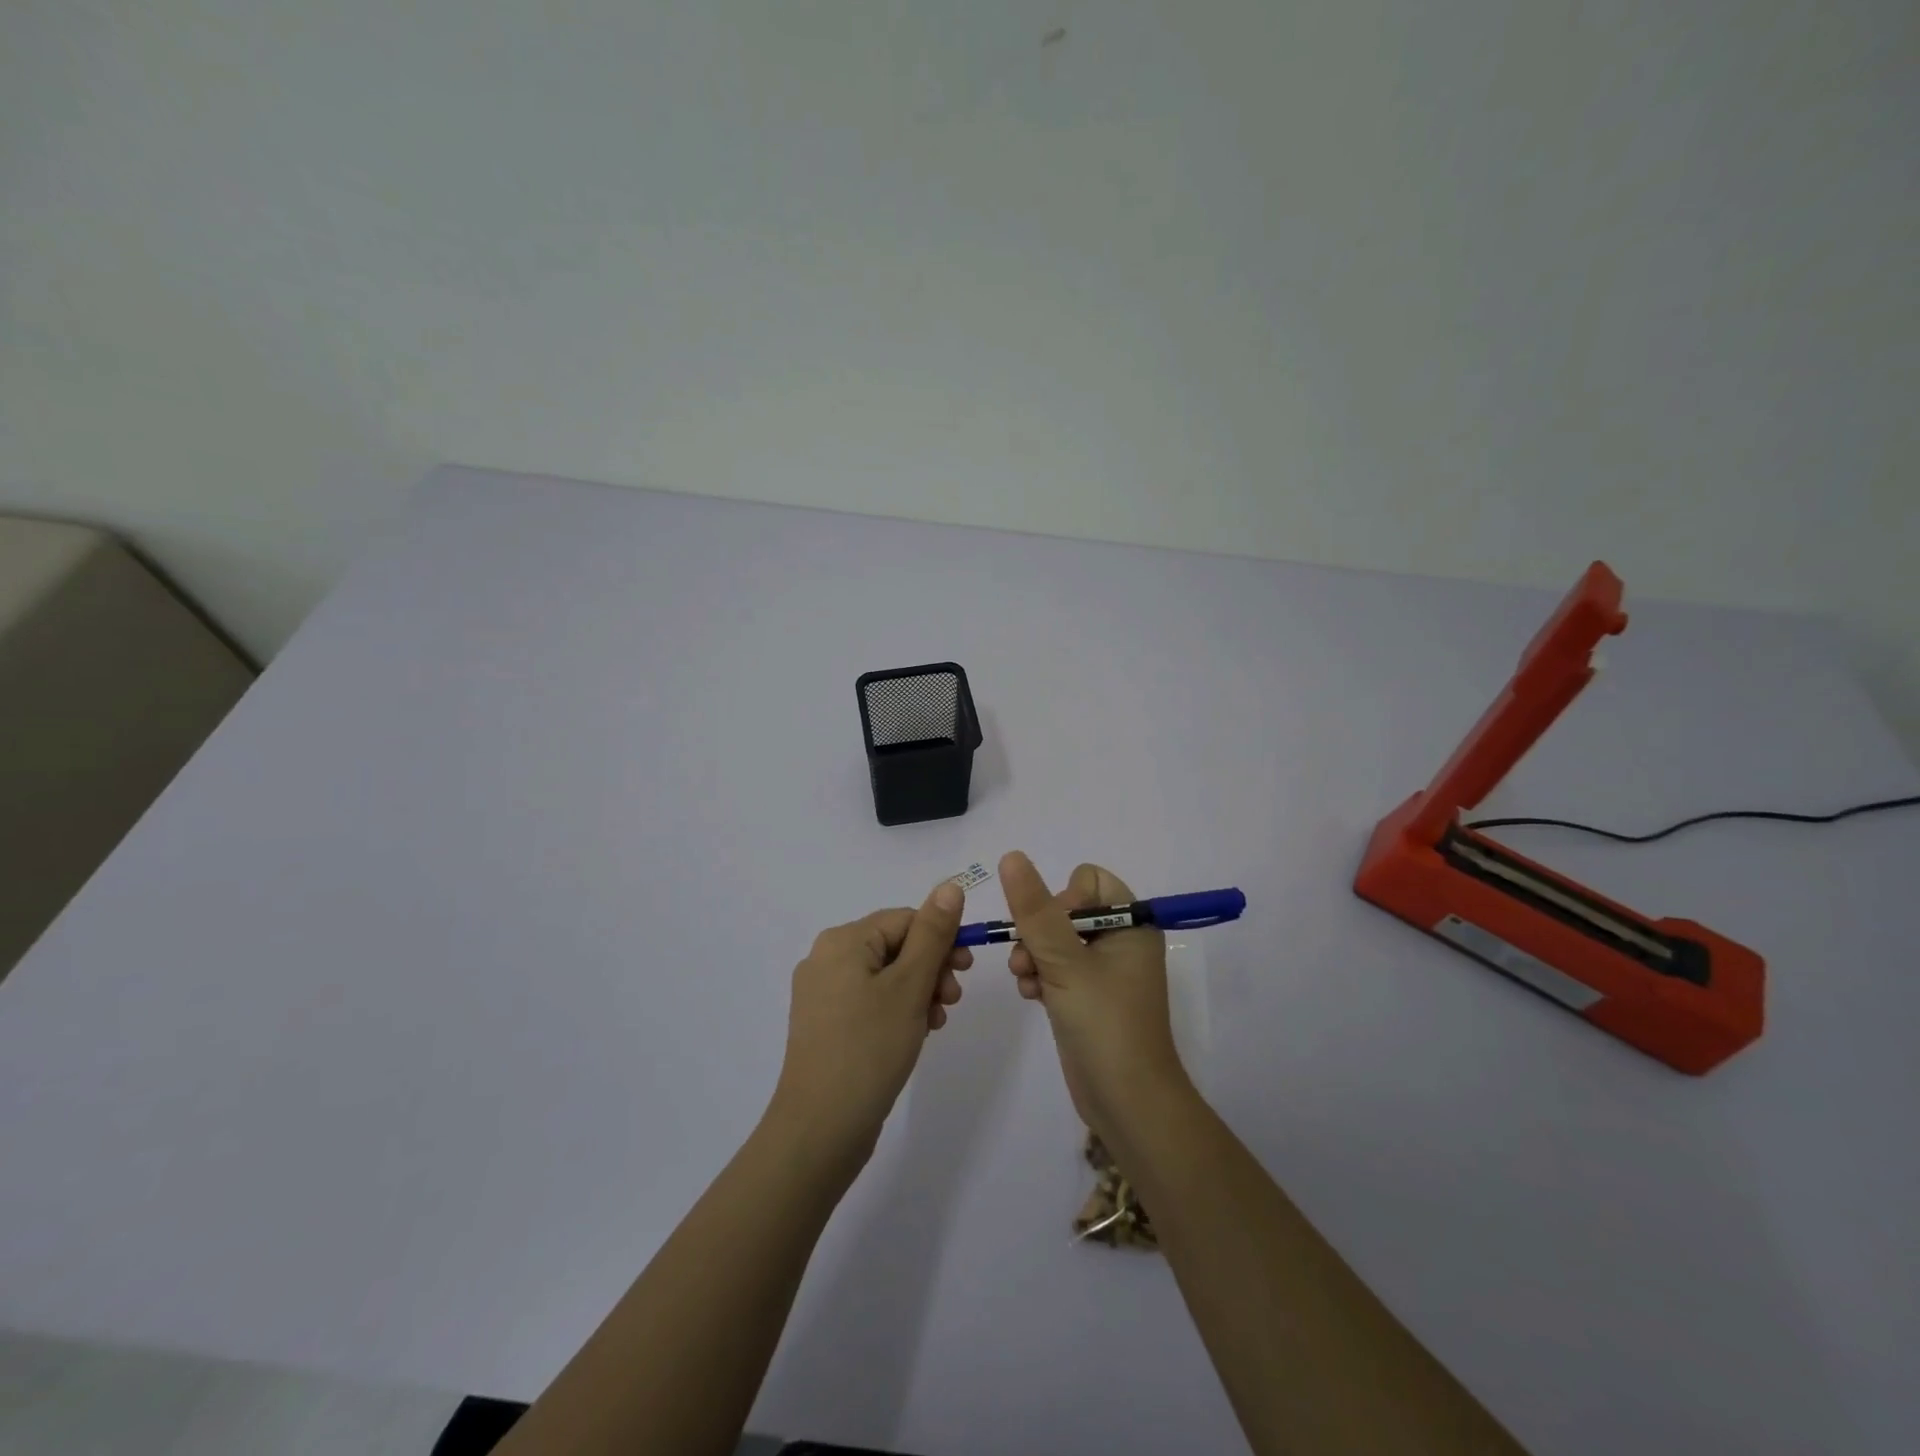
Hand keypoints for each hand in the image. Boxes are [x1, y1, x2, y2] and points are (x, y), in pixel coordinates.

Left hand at [769, 881, 970, 1166]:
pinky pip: (870, 1001)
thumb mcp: (910, 986)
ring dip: (919, 991)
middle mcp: (826, 958)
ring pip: (886, 976)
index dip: (941, 939)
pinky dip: (898, 1010)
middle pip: (895, 946)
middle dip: (931, 968)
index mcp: (842, 941)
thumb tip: (950, 885)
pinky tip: (915, 1035)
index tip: (966, 970)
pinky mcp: (825, 1025)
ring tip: (936, 1022)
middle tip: (952, 1000)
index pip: (905, 919)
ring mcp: (822, 994)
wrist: (820, 1129)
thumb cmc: (869, 1048)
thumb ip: (933, 933)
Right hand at [1001, 851, 1191, 1138]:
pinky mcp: (1088, 996)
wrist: (1128, 1103)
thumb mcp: (1065, 962)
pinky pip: (1057, 968)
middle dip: (1040, 931)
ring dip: (1034, 955)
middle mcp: (1121, 941)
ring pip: (1056, 940)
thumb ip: (1035, 909)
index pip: (1089, 881)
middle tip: (1028, 959)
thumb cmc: (1104, 1023)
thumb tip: (1011, 856)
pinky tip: (1031, 996)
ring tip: (1026, 980)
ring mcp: (1104, 971)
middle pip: (1067, 909)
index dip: (1063, 898)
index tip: (1053, 930)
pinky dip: (1041, 976)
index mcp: (1131, 924)